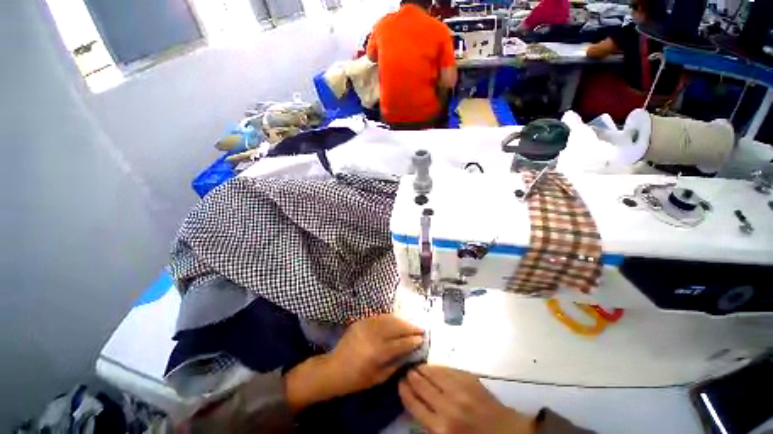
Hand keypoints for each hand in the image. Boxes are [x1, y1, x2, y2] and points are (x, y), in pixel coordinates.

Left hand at [285, 314, 423, 411]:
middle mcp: (373, 335)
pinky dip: (390, 317)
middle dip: (410, 326)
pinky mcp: (361, 320)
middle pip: (396, 327)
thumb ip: (396, 364)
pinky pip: (379, 316)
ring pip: (389, 318)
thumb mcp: (379, 378)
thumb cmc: (357, 379)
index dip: (412, 340)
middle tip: (421, 327)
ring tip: (411, 322)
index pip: (400, 344)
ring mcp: (366, 325)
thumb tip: (410, 353)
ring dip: (402, 320)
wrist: (334, 368)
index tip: (422, 338)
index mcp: (377, 353)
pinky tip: (397, 319)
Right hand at [399, 365, 536, 433]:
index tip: (400, 382)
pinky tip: (432, 367)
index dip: (404, 391)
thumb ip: (430, 423)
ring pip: (433, 373)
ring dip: (422, 369)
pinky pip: (447, 369)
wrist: (506, 432)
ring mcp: (459, 389)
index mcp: (441, 428)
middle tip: (406, 371)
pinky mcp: (469, 379)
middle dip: (411, 377)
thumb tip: (416, 402)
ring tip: (417, 367)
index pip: (414, 404)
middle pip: (421, 385)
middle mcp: (448, 406)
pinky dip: (437, 368)